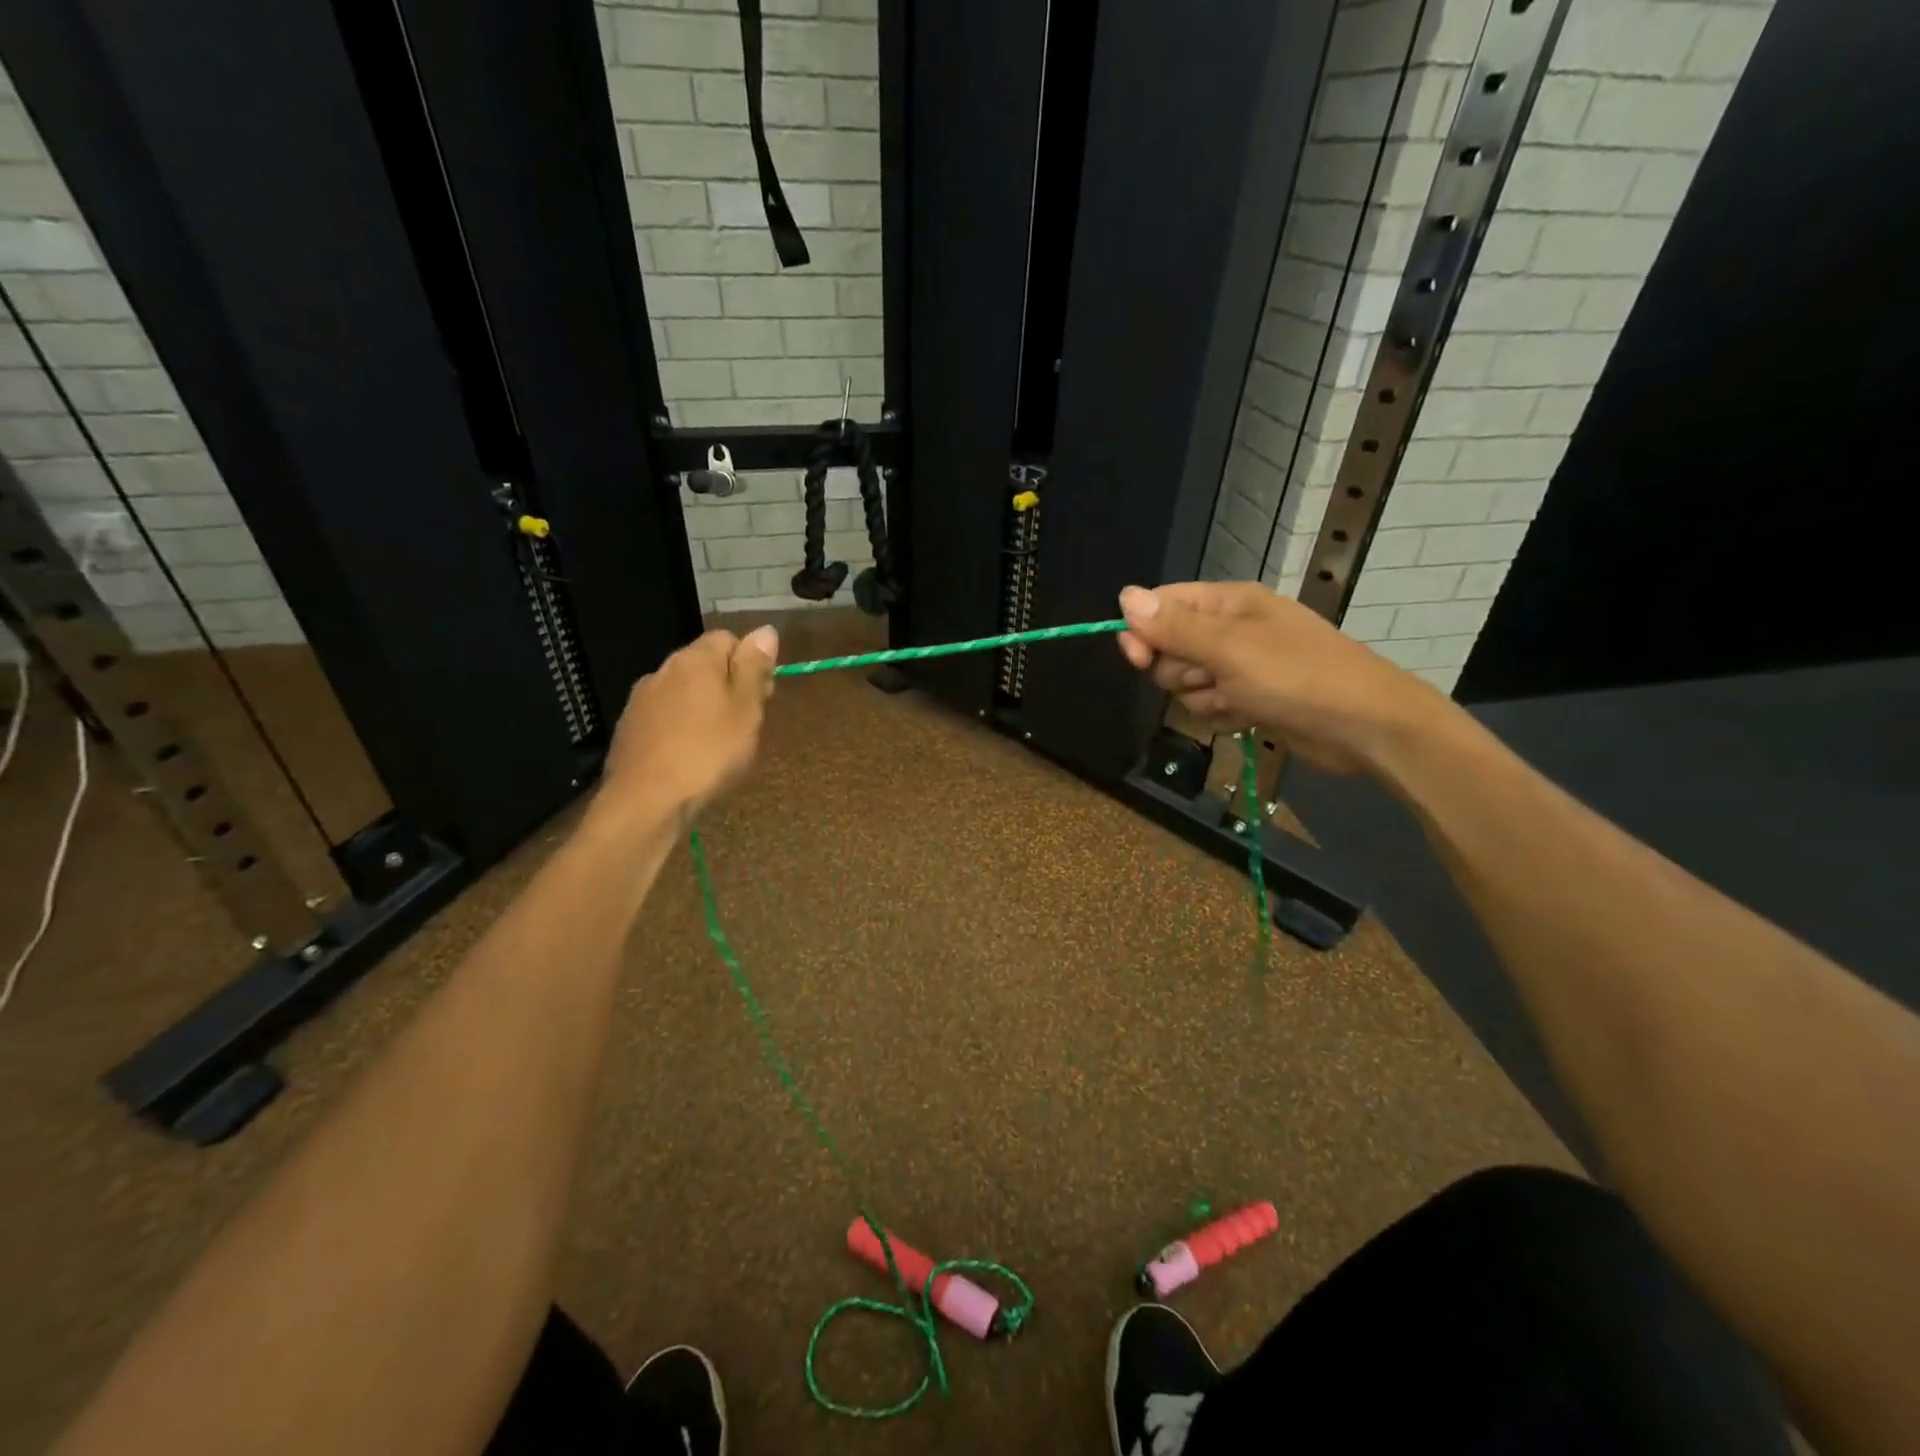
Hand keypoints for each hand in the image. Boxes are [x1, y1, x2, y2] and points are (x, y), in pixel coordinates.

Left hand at [595, 626, 778, 826]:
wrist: (645, 801)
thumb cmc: (708, 753)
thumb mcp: (746, 711)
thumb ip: (755, 668)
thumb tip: (766, 630)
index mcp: (695, 659)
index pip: (728, 638)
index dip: (750, 663)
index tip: (762, 697)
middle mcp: (663, 669)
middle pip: (704, 665)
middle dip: (727, 686)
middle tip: (745, 725)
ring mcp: (641, 699)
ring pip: (683, 692)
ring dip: (703, 708)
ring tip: (718, 745)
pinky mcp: (629, 727)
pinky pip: (665, 716)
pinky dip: (681, 727)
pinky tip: (688, 756)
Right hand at [1116, 582, 1448, 775]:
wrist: (1365, 727)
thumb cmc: (1297, 677)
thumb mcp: (1229, 649)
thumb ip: (1174, 626)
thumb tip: (1123, 596)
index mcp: (1227, 603)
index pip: (1162, 606)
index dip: (1143, 631)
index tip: (1139, 658)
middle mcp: (1230, 630)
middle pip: (1169, 649)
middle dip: (1181, 672)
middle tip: (1212, 678)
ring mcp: (1240, 667)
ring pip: (1186, 684)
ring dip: (1203, 699)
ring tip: (1238, 700)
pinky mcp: (1249, 698)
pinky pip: (1209, 706)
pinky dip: (1222, 716)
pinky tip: (1247, 717)